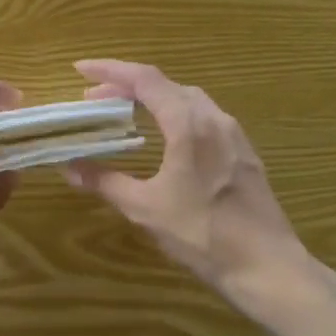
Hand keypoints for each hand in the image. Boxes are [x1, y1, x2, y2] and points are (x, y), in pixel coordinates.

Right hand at [65, 60, 335, 335]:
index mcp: (188, 124)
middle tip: (95, 99)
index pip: (145, 80)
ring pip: (188, 99)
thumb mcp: (145, 209)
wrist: (266, 266)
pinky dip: (175, 114)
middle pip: (166, 85)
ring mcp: (234, 135)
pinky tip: (165, 137)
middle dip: (127, 86)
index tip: (80, 69)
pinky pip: (204, 118)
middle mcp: (214, 119)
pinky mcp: (243, 153)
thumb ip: (105, 182)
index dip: (110, 69)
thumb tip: (69, 168)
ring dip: (153, 99)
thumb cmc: (202, 234)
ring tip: (124, 113)